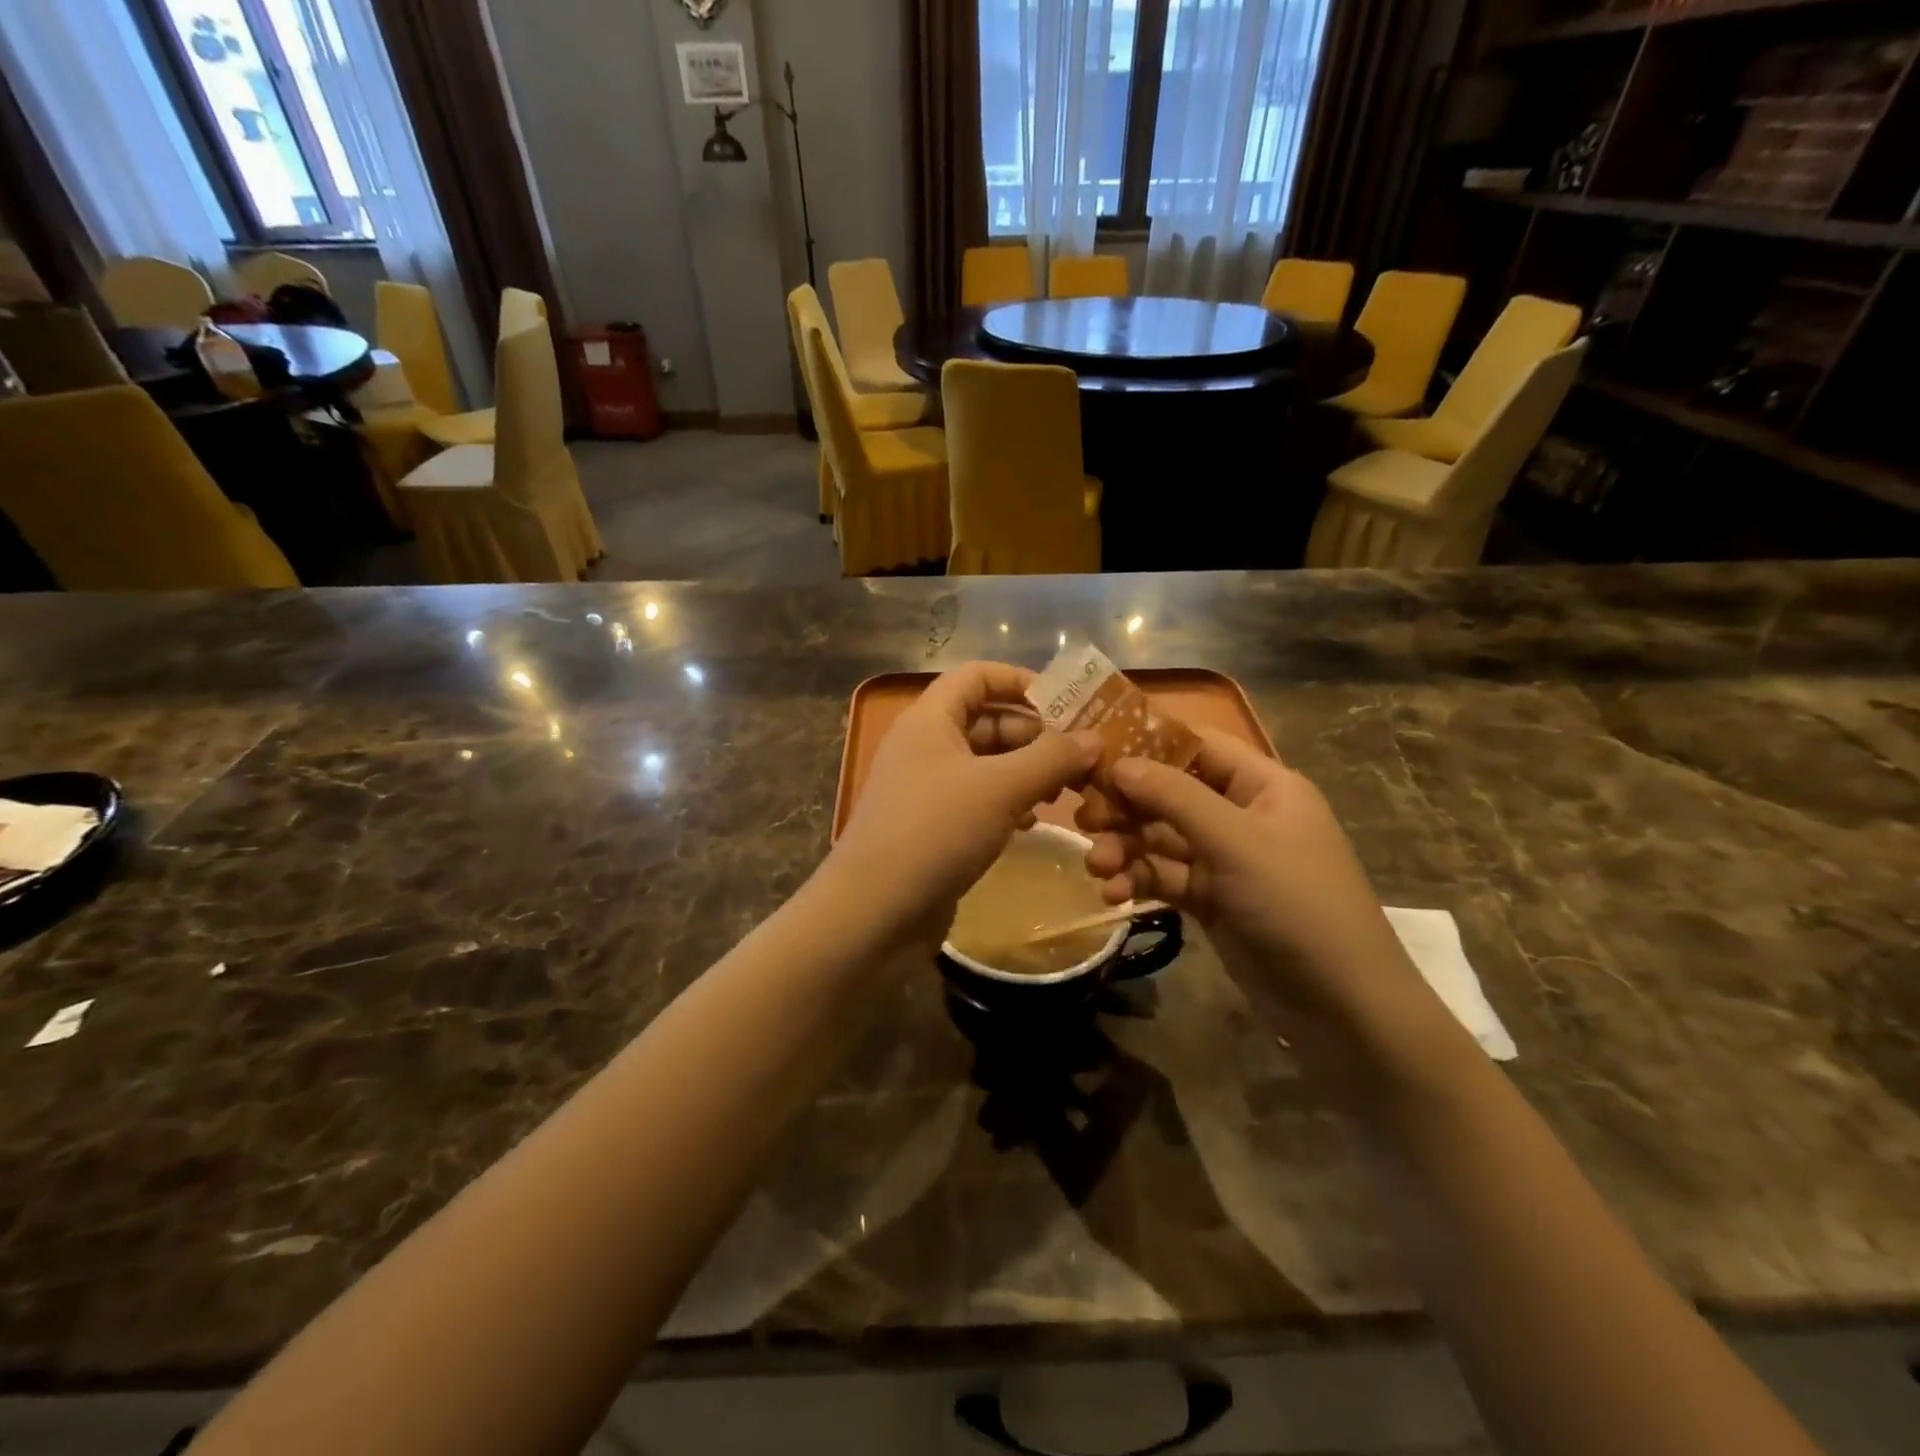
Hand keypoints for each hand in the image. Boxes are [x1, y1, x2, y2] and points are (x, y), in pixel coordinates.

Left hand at [827, 662, 1100, 945]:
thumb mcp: (1000, 788)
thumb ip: (1051, 758)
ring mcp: (926, 788)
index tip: (1068, 704)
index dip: (1021, 680)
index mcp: (930, 719)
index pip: (977, 675)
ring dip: (1026, 771)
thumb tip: (1095, 738)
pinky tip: (1031, 822)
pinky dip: (1007, 802)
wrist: (873, 913)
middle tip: (1082, 757)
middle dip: (1035, 734)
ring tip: (1066, 791)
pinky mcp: (932, 826)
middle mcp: (925, 745)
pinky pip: (977, 799)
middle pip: (987, 720)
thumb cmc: (935, 832)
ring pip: (986, 763)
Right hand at [1077, 729, 1424, 1027]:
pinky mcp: (1210, 900)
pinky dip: (1137, 880)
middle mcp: (1241, 815)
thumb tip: (1118, 762)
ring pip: (1160, 838)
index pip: (1198, 745)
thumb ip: (1175, 798)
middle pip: (1170, 793)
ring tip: (1097, 866)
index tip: (1094, 751)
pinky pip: (1164, 877)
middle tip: (1083, 818)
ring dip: (1125, 848)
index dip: (1147, 742)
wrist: (1341, 1006)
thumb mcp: (1236, 842)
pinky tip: (1113, 894)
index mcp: (1263, 786)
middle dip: (1127, 805)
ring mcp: (1225, 860)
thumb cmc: (1297, 904)